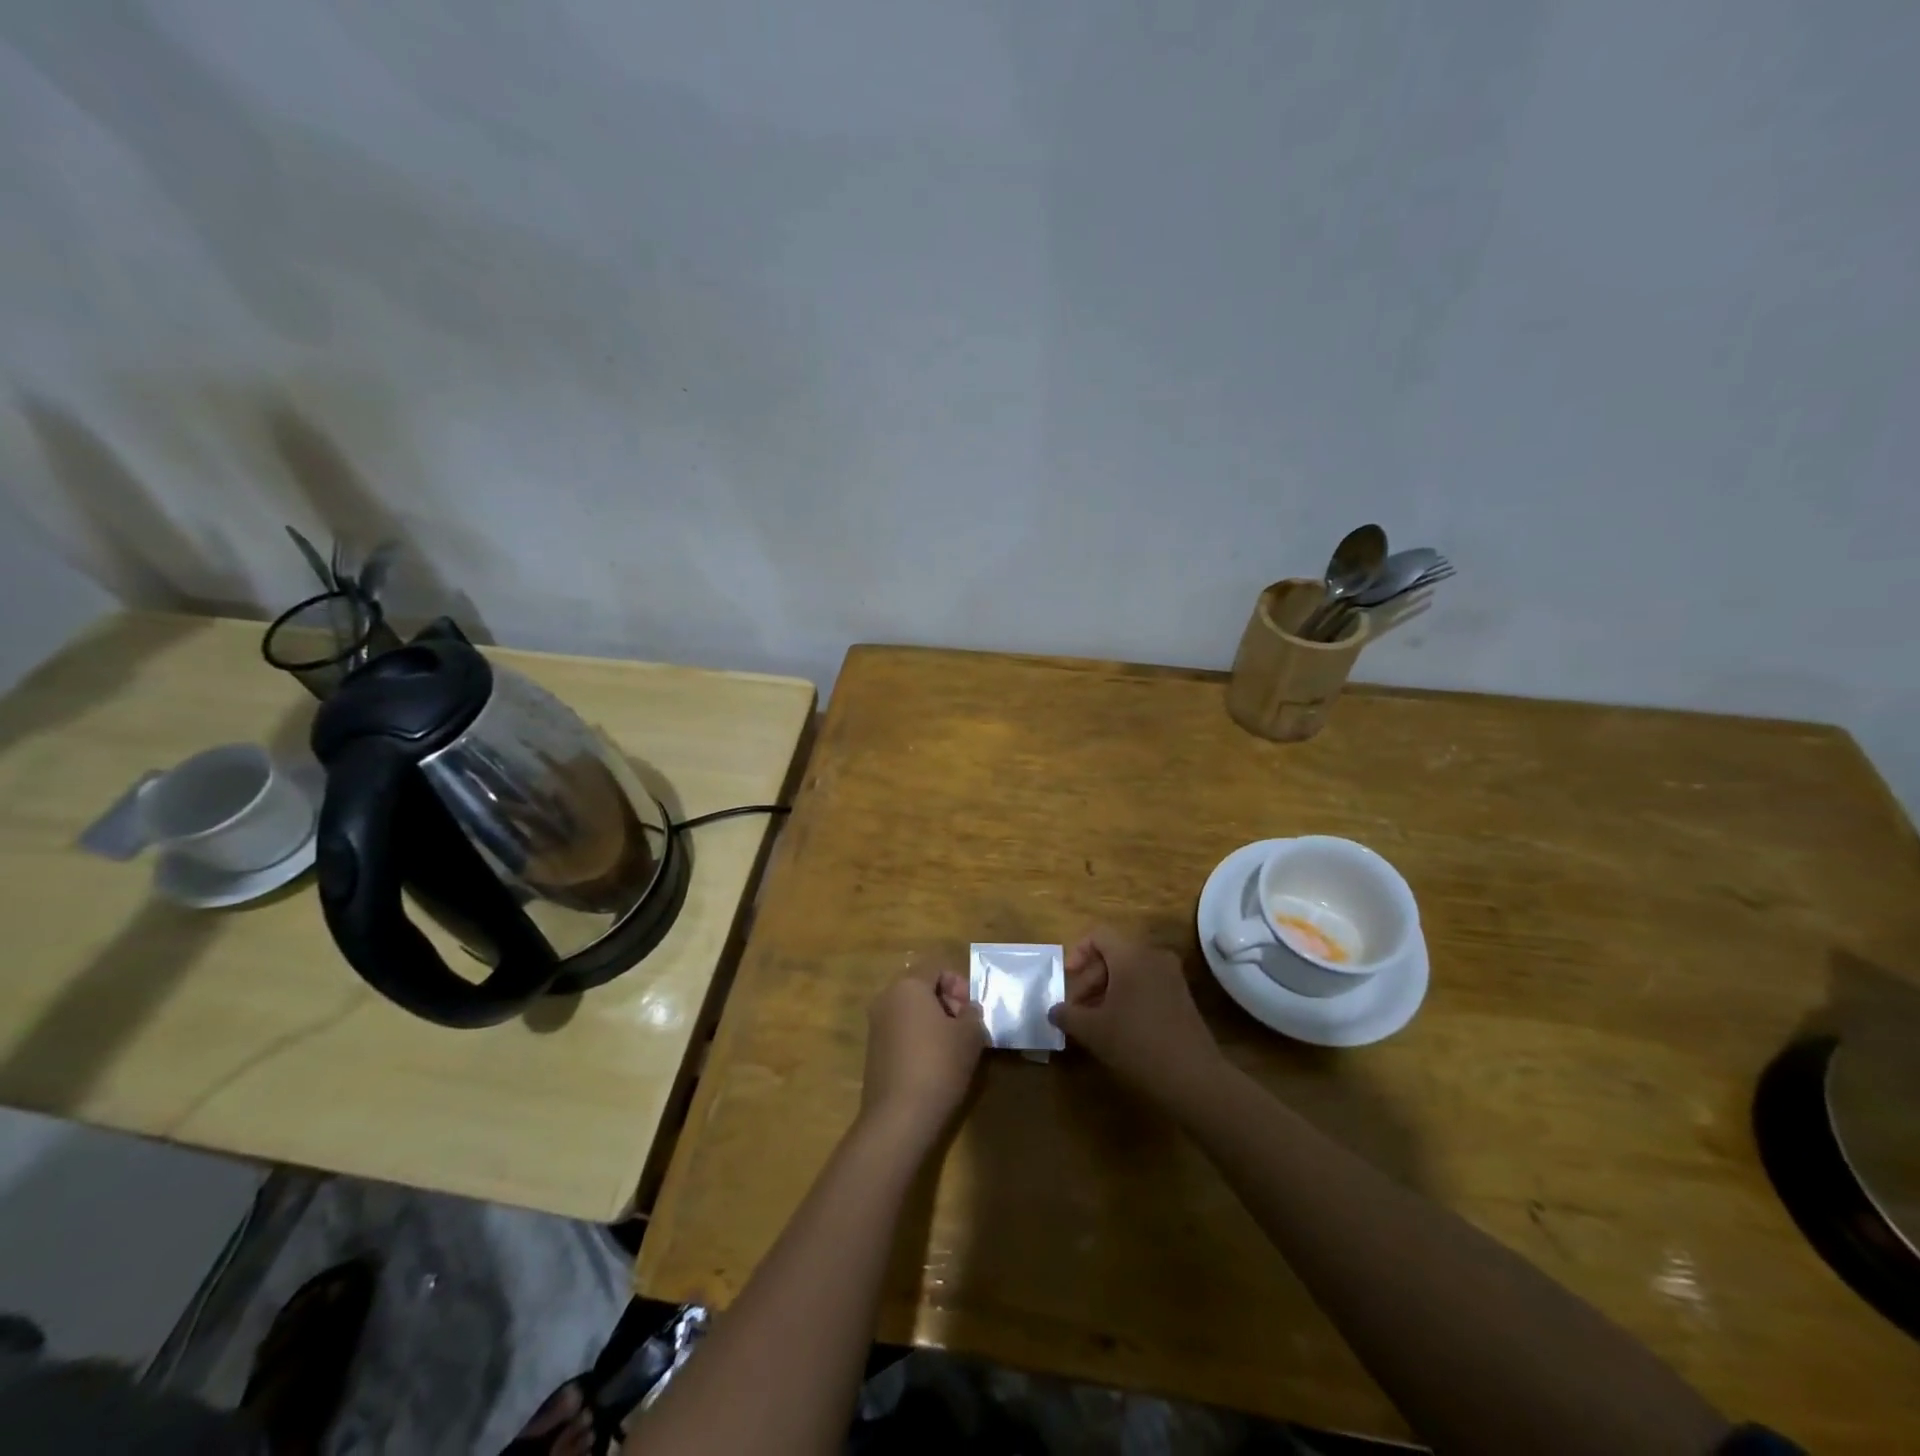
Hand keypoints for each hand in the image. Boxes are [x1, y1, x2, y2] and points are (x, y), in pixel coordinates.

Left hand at [859, 971, 986, 1141]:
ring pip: (911, 1010)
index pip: (936, 967)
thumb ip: (973, 1014)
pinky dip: (919, 1038)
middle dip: (947, 1001)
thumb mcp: (970, 1035)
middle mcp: (886, 999)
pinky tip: (934, 1063)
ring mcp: (876, 1025)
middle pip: (921, 986)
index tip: (971, 1010)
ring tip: (954, 1047)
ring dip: (933, 1021)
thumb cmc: (939, 1064)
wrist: (899, 1116)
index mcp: (908, 985)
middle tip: (966, 1027)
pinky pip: (901, 1031)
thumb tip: (967, 1011)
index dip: (959, 983)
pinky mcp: (874, 1051)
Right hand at [1049, 929, 1223, 1107]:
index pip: (1098, 935)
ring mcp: (1172, 976)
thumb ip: (1067, 1015)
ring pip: (1130, 970)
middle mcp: (1153, 957)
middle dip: (1090, 978)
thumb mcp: (1092, 1030)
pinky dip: (1128, 996)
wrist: (1192, 1076)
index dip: (1077, 953)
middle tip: (1077, 1008)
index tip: (1068, 979)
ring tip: (1094, 1020)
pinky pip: (1147, 984)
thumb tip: (1054, 1011)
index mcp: (1131, 955)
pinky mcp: (1182, 996)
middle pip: (1113, 954)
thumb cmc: (1136, 1043)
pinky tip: (1119, 1027)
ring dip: (1107, 989)